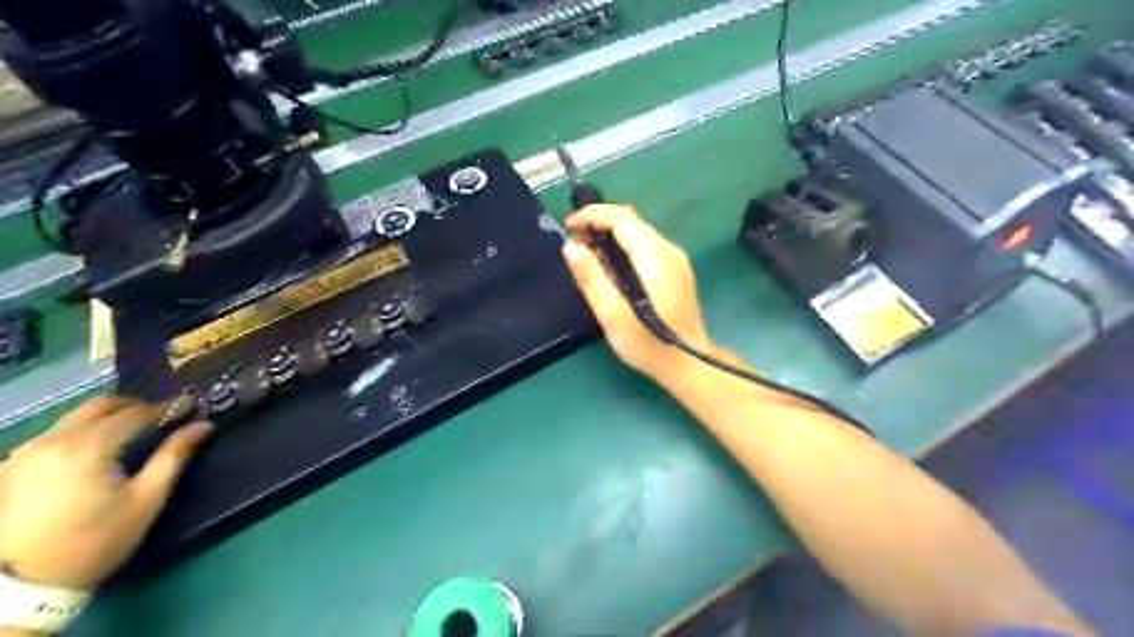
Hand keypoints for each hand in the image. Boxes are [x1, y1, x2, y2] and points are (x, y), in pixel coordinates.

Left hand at [0, 397, 207, 588]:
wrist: (19, 587)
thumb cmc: (95, 541)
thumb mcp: (146, 500)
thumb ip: (174, 456)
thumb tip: (202, 425)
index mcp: (88, 447)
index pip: (136, 413)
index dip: (168, 407)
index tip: (192, 405)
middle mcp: (52, 441)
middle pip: (100, 406)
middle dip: (135, 405)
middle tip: (162, 415)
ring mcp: (23, 454)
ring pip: (73, 419)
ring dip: (106, 418)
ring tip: (131, 432)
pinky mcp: (8, 469)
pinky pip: (52, 436)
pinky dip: (81, 433)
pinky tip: (94, 451)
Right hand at [566, 204, 716, 382]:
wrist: (690, 364)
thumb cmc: (649, 346)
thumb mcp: (613, 317)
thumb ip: (592, 279)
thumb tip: (571, 247)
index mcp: (655, 259)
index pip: (622, 218)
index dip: (592, 215)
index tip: (567, 227)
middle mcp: (669, 251)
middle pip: (631, 221)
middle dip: (598, 224)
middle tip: (574, 246)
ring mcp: (676, 259)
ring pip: (638, 232)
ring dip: (610, 236)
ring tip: (587, 257)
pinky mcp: (676, 269)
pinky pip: (645, 246)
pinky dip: (623, 247)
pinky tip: (611, 268)